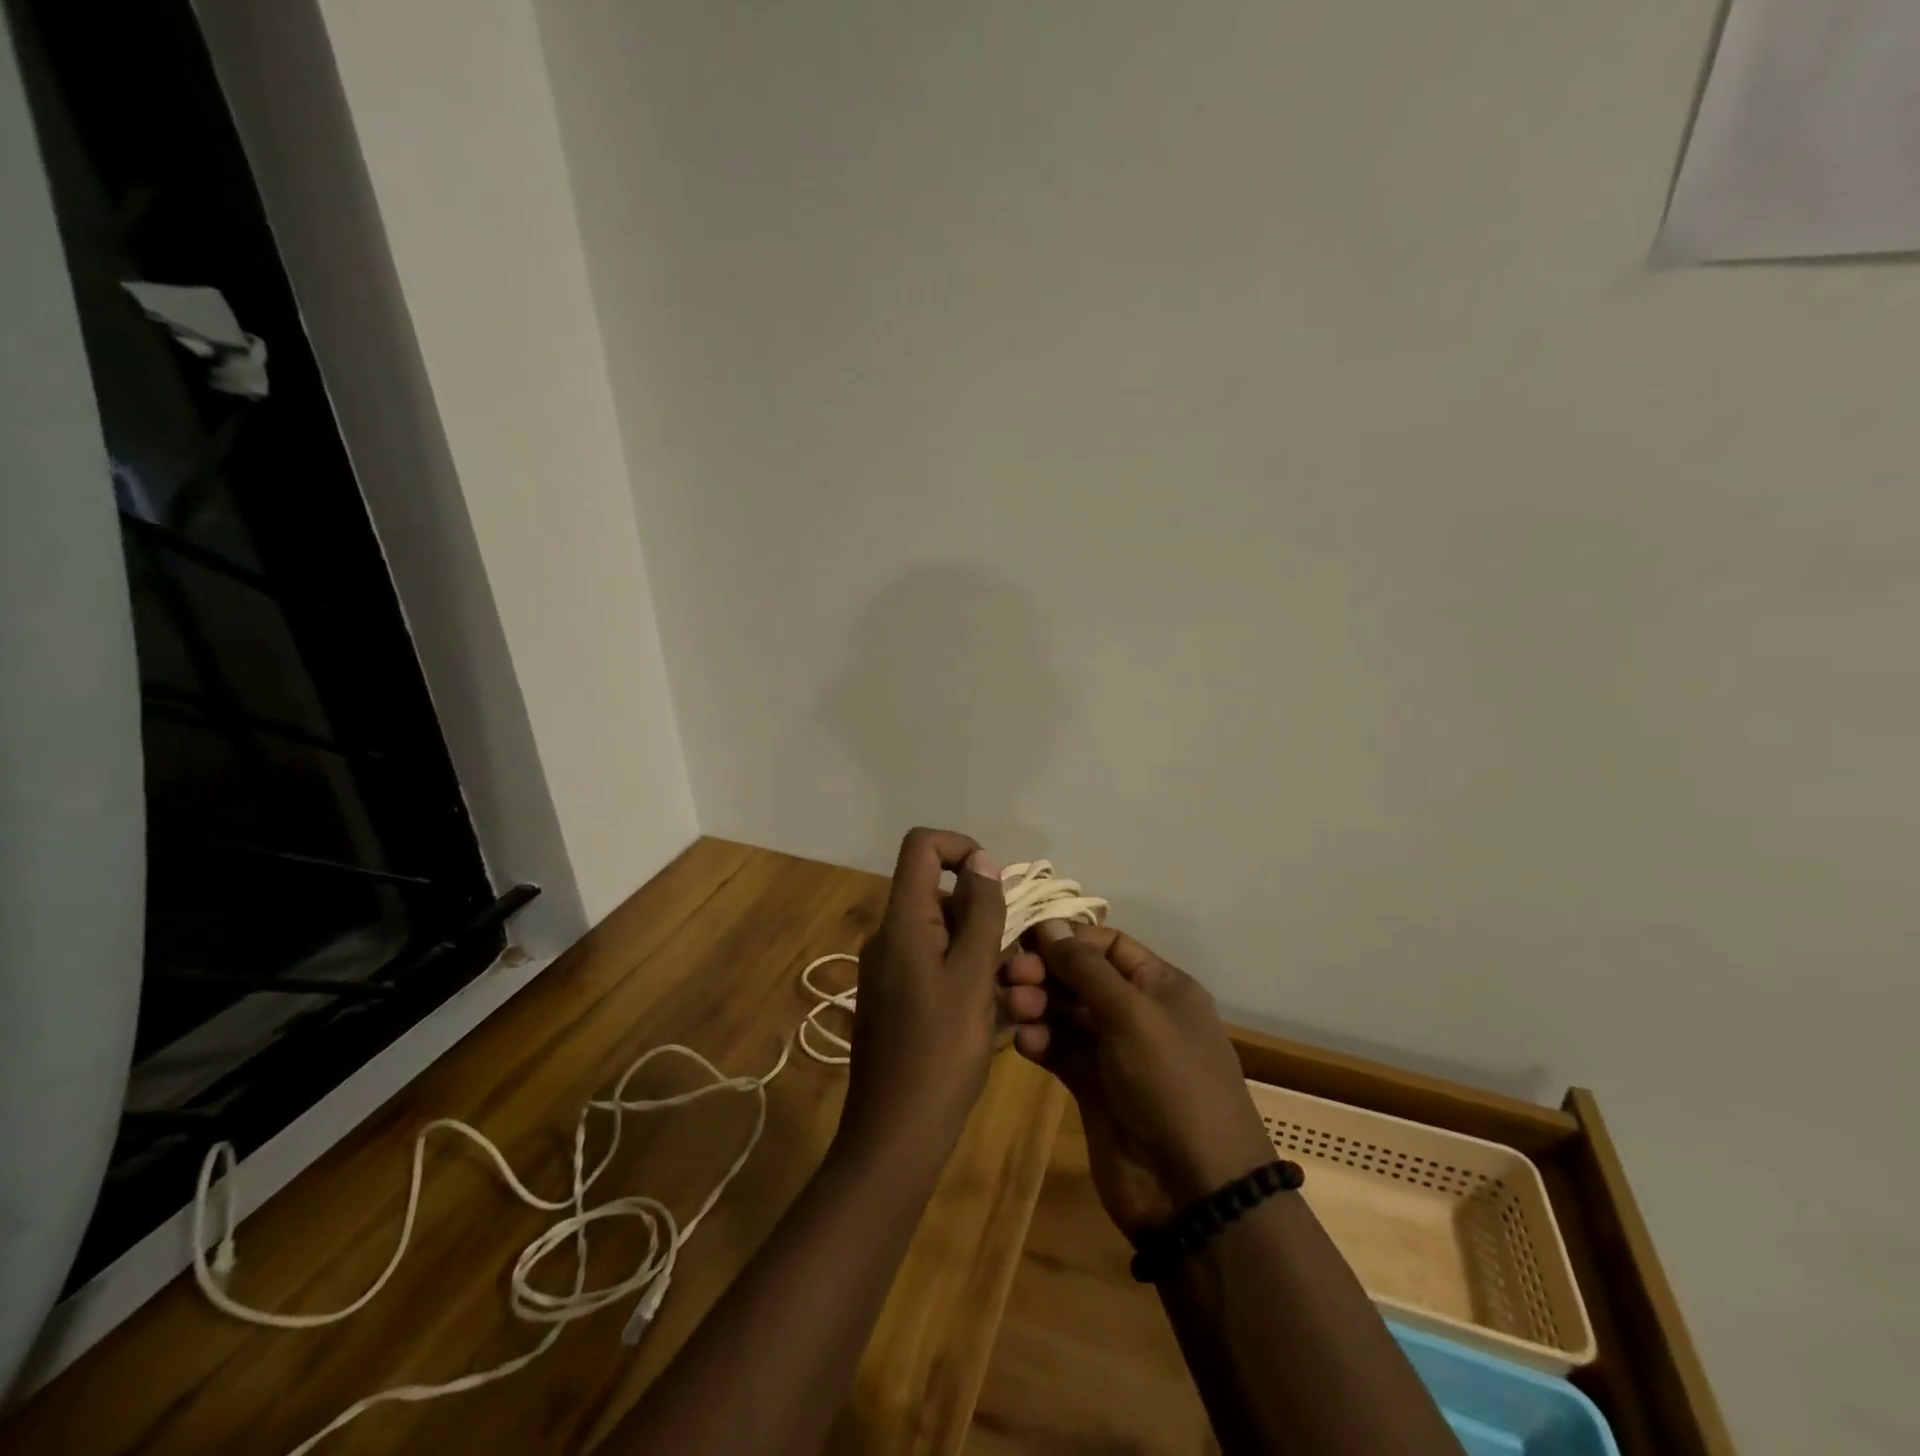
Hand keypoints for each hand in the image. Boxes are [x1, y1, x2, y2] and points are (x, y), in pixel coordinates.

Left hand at [837, 828, 1007, 1162]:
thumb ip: (981, 912)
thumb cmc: (940, 1051)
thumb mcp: (972, 975)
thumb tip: (980, 861)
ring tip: (1017, 996)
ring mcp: (891, 969)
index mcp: (902, 921)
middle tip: (1018, 959)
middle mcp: (890, 936)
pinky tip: (997, 1014)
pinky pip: (937, 967)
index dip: (961, 847)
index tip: (996, 885)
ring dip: (985, 953)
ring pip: (945, 935)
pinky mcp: (897, 999)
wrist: (896, 1135)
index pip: (921, 846)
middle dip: (985, 915)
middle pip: (940, 894)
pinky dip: (969, 977)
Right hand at [1002, 925, 1273, 1240]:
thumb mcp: (1132, 1013)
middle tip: (1010, 975)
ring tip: (1013, 1008)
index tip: (1026, 937)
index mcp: (1161, 986)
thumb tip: (1050, 925)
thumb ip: (1086, 967)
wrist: (1194, 1189)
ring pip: (1067, 1014)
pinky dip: (1041, 1042)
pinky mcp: (1093, 1089)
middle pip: (1082, 977)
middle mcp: (1138, 1013)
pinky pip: (1061, 1052)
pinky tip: (1024, 1042)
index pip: (1108, 944)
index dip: (1069, 938)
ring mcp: (1115, 1054)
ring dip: (1038, 1005)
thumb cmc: (1170, 1081)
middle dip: (1046, 972)